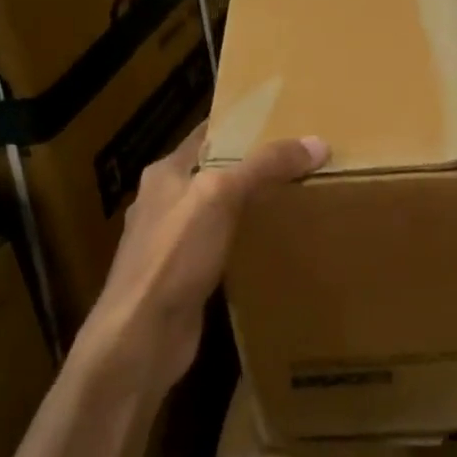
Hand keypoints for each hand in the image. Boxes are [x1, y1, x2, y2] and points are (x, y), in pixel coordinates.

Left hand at [79, 125, 328, 389]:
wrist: (141, 337)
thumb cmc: (173, 257)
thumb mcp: (219, 197)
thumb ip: (264, 166)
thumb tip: (316, 143)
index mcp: (166, 173)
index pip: (208, 134)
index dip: (243, 123)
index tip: (285, 119)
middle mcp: (165, 202)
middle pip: (216, 173)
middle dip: (255, 166)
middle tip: (304, 160)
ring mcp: (172, 242)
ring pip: (219, 211)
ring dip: (251, 205)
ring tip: (298, 197)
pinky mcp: (184, 276)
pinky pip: (221, 247)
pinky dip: (245, 241)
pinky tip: (273, 246)